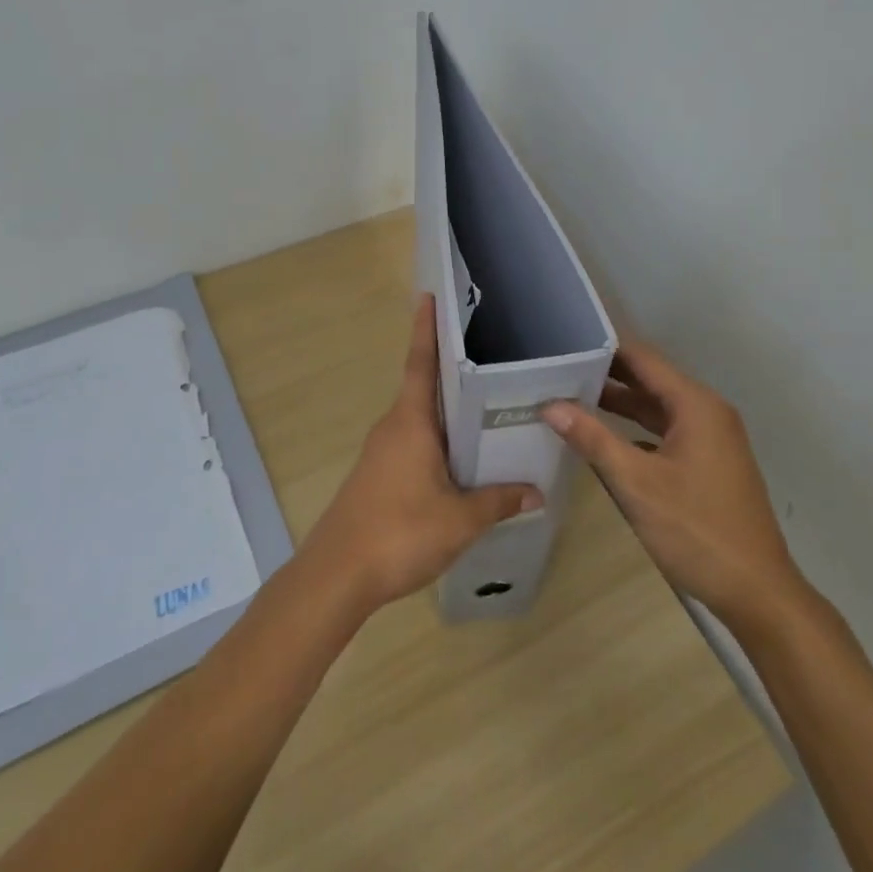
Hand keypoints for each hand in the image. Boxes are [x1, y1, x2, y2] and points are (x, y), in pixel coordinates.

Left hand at [300, 294, 542, 616]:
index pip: (421, 363)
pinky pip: (414, 443)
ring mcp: (382, 452)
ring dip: (448, 411)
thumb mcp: (460, 520)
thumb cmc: (399, 532)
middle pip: (425, 388)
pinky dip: (438, 439)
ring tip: (488, 408)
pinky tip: (462, 459)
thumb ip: (498, 502)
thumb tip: (535, 492)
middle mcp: (394, 427)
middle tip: (490, 356)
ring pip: (421, 419)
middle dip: (452, 370)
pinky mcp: (378, 475)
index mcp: (411, 421)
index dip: (426, 328)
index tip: (429, 296)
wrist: (336, 575)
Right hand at [546, 339, 799, 627]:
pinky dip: (637, 429)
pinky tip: (605, 438)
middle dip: (607, 375)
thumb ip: (593, 439)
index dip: (604, 349)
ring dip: (621, 403)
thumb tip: (550, 405)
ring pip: (658, 407)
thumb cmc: (697, 531)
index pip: (643, 358)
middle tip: (558, 372)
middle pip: (651, 380)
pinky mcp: (710, 462)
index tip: (565, 345)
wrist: (758, 592)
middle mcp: (707, 411)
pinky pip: (667, 431)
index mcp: (695, 404)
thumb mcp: (636, 483)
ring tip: (571, 398)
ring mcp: (712, 438)